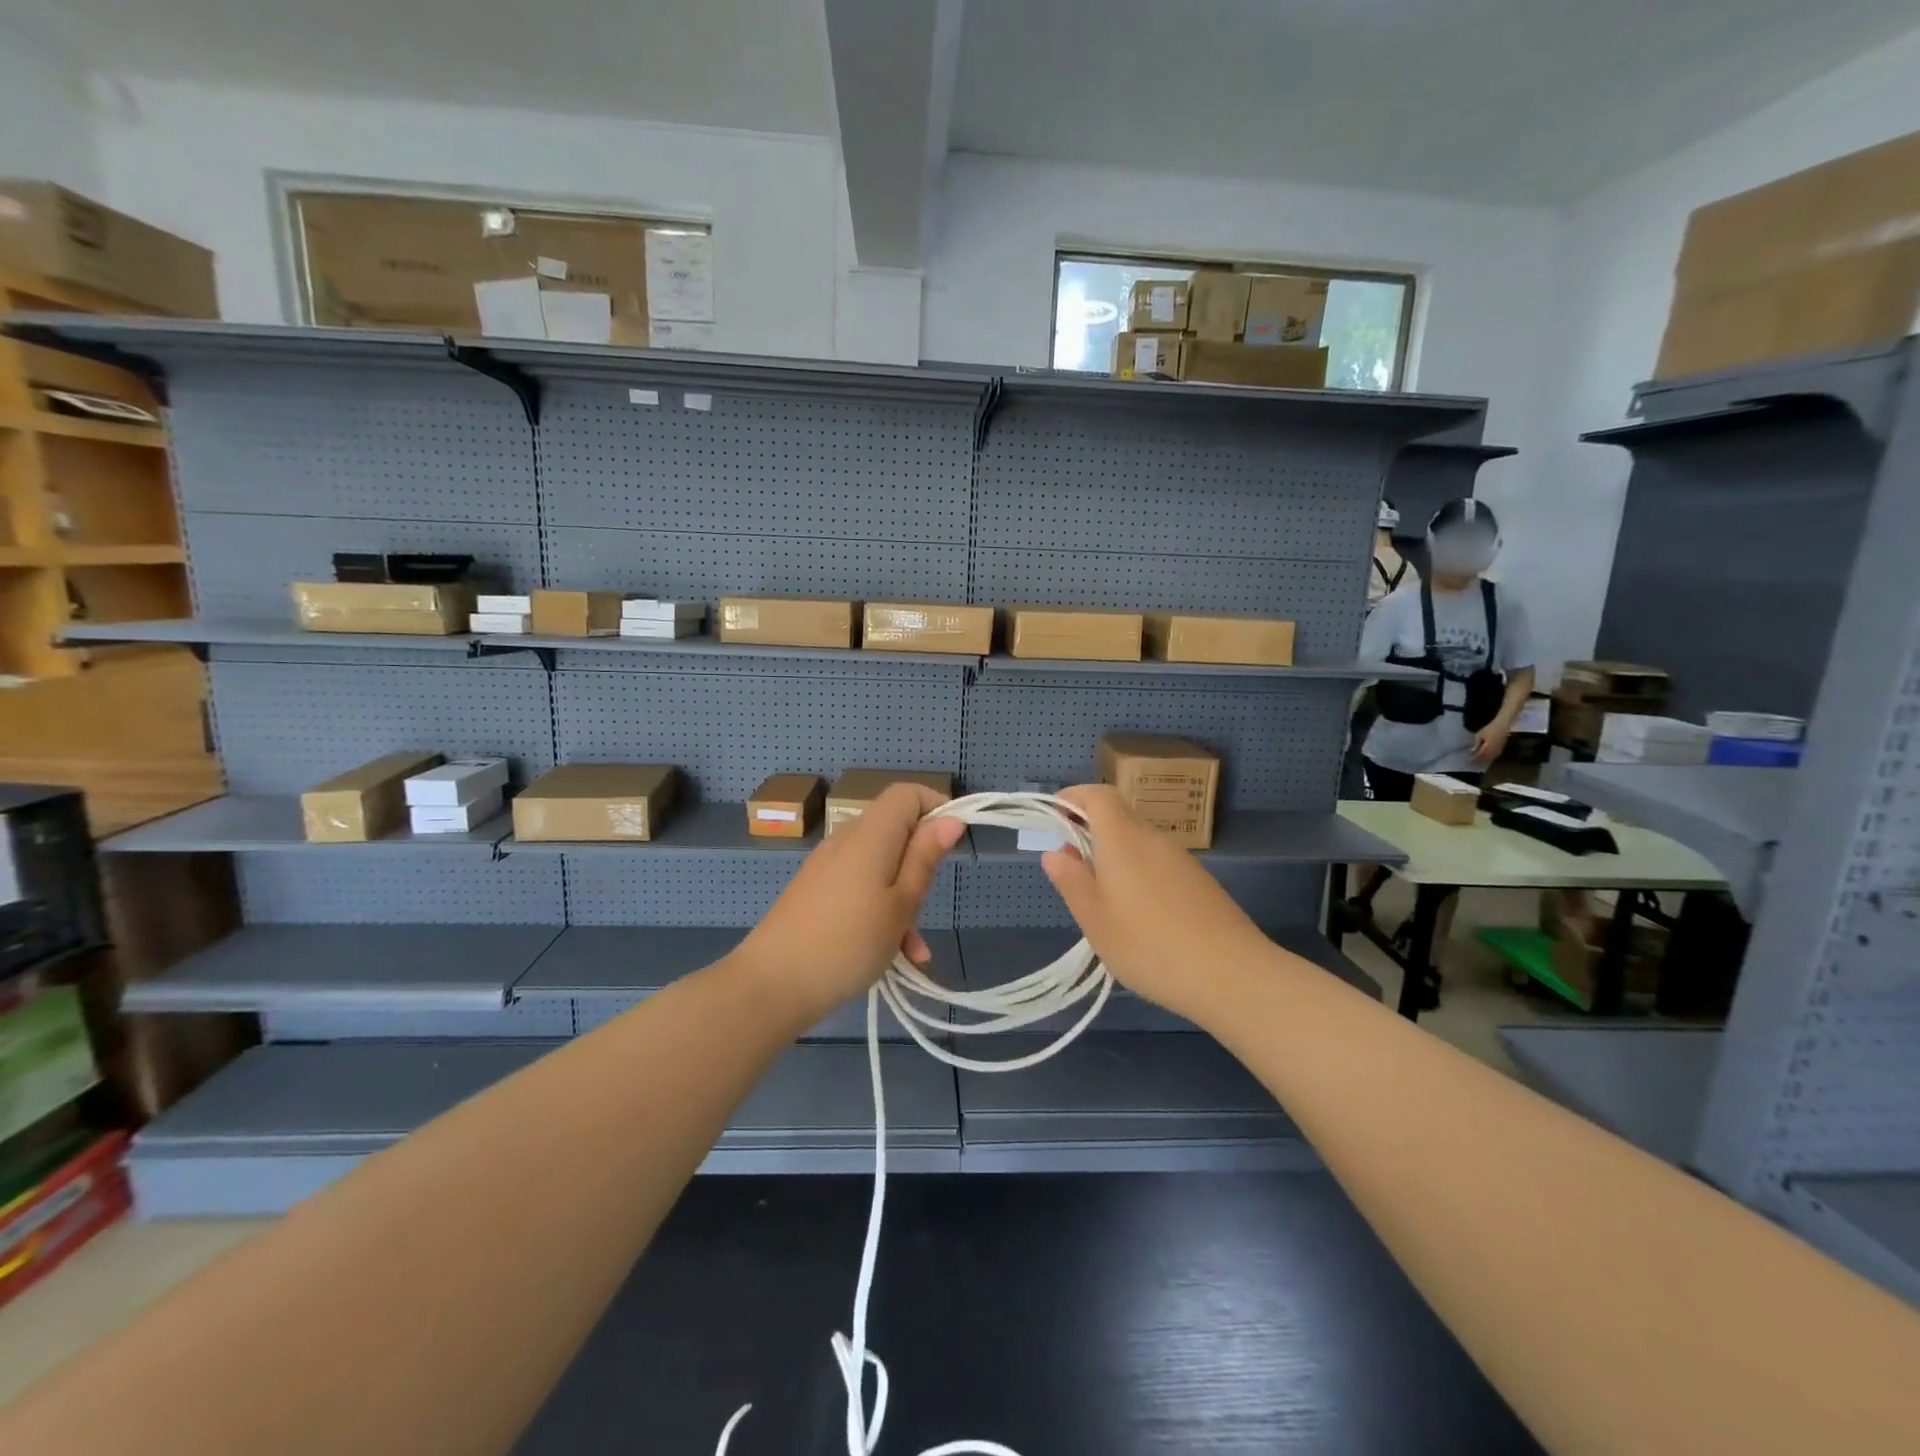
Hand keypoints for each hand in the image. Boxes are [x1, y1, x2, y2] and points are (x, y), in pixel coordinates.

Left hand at [733, 783, 964, 1022]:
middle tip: (927, 906)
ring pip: (880, 866)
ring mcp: (827, 866)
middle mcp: (846, 840)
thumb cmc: (848, 943)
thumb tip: (950, 818)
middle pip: (895, 831)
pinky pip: (859, 887)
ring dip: (903, 899)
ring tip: (913, 949)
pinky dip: (879, 910)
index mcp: (870, 834)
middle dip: (920, 864)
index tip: (952, 845)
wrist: (771, 985)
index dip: (936, 807)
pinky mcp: (815, 891)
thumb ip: (925, 858)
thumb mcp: (901, 904)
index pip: (907, 793)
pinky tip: (892, 955)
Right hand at [1040, 785, 1271, 1023]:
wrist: (1232, 975)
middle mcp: (1153, 839)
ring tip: (1101, 900)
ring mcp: (1181, 859)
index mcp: (1123, 839)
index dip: (1074, 798)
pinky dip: (1137, 873)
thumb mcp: (1095, 919)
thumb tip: (1055, 852)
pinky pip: (1157, 862)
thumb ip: (1071, 881)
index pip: (1098, 795)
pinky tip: (1137, 916)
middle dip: (1089, 832)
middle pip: (1118, 817)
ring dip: (1113, 856)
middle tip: (1071, 869)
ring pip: (1138, 842)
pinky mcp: (1199, 881)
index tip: (1055, 815)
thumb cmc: (1150, 946)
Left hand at [1471, 721, 1510, 764]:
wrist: (1503, 725)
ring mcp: (1499, 750)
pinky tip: (1485, 758)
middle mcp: (1495, 750)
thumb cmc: (1490, 728)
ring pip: (1491, 758)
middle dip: (1479, 761)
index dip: (1474, 758)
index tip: (1469, 760)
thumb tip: (1472, 751)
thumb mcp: (1480, 735)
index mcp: (1488, 747)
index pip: (1480, 756)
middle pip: (1486, 758)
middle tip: (1472, 762)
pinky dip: (1489, 758)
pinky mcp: (1502, 748)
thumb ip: (1476, 744)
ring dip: (1484, 760)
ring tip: (1477, 761)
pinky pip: (1495, 756)